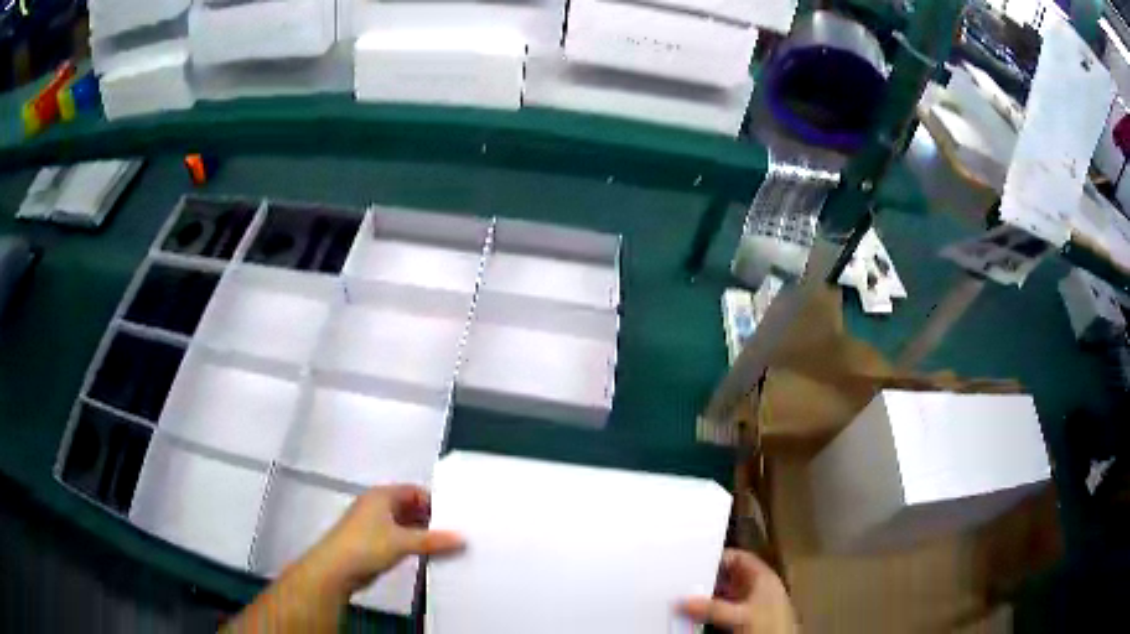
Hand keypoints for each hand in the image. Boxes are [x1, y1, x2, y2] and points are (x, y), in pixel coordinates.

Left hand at [303, 485, 464, 595]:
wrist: (335, 570)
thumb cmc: (366, 546)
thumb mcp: (403, 542)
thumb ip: (434, 541)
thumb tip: (463, 539)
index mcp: (382, 496)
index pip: (414, 491)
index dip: (435, 501)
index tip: (457, 515)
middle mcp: (377, 506)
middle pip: (410, 507)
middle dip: (431, 518)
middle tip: (457, 531)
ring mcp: (374, 525)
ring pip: (405, 524)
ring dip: (423, 533)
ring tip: (449, 545)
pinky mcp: (373, 543)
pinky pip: (400, 538)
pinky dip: (414, 544)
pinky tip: (429, 555)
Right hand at [679, 549, 796, 633]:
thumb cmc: (771, 626)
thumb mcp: (739, 614)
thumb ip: (712, 607)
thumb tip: (684, 601)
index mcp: (764, 578)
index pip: (740, 558)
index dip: (721, 558)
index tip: (699, 561)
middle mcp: (759, 589)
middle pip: (731, 577)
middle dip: (710, 580)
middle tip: (688, 581)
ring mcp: (754, 605)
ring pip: (727, 595)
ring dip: (709, 598)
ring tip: (688, 599)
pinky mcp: (748, 619)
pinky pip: (725, 609)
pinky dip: (712, 611)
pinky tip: (699, 615)